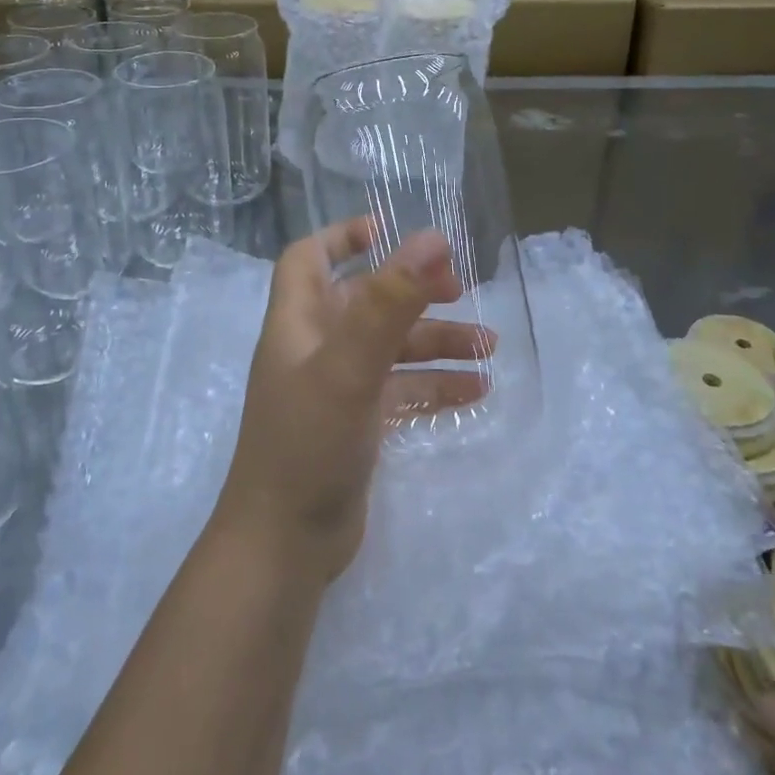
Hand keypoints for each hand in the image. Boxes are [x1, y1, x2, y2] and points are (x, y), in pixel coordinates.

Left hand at [212, 218, 491, 584]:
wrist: (285, 545)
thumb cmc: (308, 442)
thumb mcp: (350, 365)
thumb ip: (389, 302)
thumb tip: (433, 239)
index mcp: (298, 322)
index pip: (307, 259)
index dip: (341, 237)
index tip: (388, 229)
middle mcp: (315, 348)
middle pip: (366, 302)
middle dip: (412, 291)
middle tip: (460, 289)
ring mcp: (337, 389)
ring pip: (391, 348)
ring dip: (437, 342)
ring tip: (489, 345)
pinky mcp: (357, 425)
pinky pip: (401, 391)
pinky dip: (435, 385)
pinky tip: (478, 391)